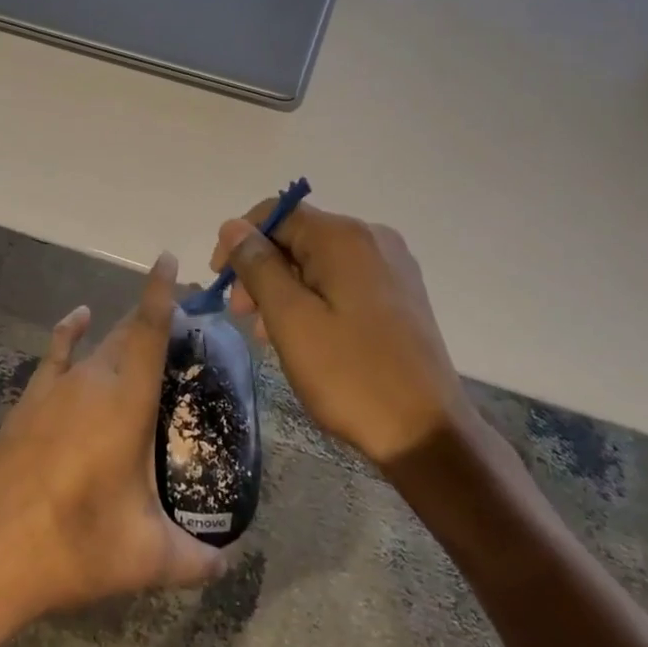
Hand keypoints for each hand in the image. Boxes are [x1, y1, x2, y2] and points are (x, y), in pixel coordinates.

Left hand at [0, 253, 229, 636]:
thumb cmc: (74, 546)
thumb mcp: (145, 558)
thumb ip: (195, 560)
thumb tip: (229, 564)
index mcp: (126, 401)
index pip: (149, 330)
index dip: (161, 291)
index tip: (169, 259)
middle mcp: (92, 380)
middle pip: (127, 331)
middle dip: (155, 316)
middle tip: (186, 321)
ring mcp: (55, 388)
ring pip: (98, 343)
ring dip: (122, 331)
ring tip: (147, 330)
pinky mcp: (30, 401)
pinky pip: (56, 352)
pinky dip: (71, 331)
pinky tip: (79, 319)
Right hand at [212, 203, 474, 468]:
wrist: (427, 433)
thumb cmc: (350, 374)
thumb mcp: (290, 319)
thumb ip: (258, 266)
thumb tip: (233, 226)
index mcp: (344, 237)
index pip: (277, 213)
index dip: (240, 240)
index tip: (220, 281)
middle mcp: (372, 238)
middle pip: (299, 236)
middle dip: (262, 269)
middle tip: (241, 315)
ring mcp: (392, 265)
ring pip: (319, 261)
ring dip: (285, 287)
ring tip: (268, 333)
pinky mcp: (400, 293)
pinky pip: (343, 280)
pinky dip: (314, 298)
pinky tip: (304, 335)